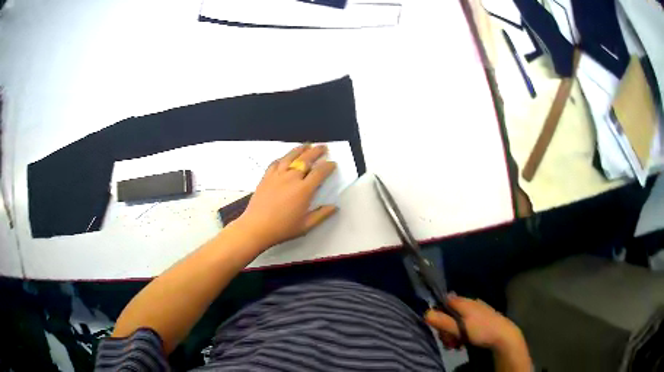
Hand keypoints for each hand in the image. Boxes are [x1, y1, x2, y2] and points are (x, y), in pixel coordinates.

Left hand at [233, 144, 337, 248]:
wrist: (256, 227)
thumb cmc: (283, 228)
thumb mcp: (306, 225)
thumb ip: (321, 215)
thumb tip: (334, 207)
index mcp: (304, 190)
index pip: (319, 172)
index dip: (328, 166)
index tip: (333, 164)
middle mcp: (291, 178)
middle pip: (306, 159)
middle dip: (316, 152)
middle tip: (323, 147)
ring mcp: (277, 175)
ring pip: (290, 157)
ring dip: (300, 149)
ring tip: (307, 145)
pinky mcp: (266, 177)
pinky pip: (276, 162)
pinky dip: (283, 157)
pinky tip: (285, 157)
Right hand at [425, 294, 524, 351]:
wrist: (504, 336)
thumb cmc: (482, 330)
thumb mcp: (460, 328)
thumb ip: (444, 321)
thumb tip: (426, 312)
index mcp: (464, 302)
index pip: (444, 302)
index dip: (437, 314)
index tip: (437, 328)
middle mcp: (469, 303)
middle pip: (450, 314)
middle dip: (446, 329)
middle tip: (448, 342)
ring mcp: (476, 311)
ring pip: (457, 321)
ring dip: (452, 334)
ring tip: (455, 345)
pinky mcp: (480, 319)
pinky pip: (465, 325)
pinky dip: (461, 334)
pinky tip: (462, 343)